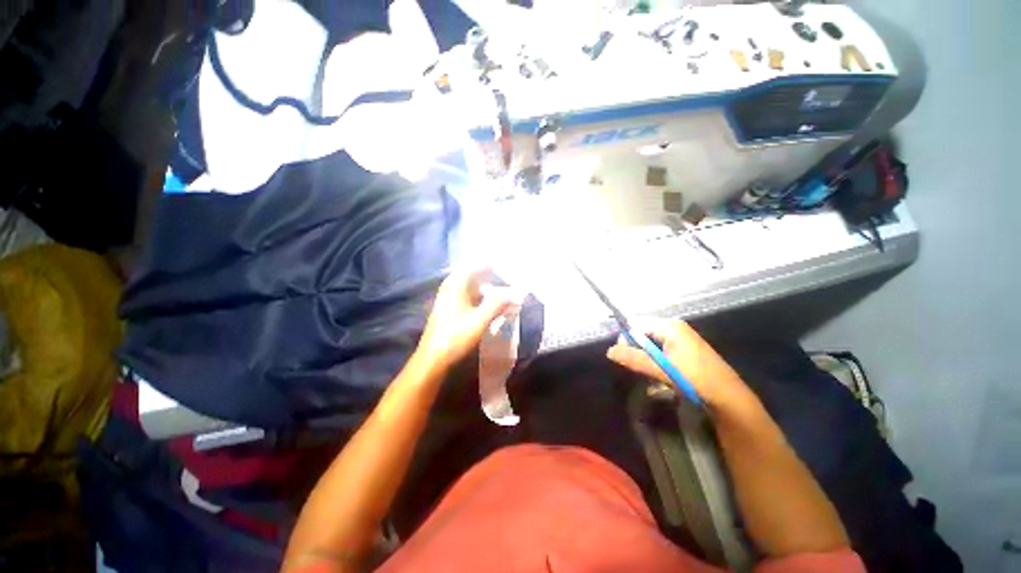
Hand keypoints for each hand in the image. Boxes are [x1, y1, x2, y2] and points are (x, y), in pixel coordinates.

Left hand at [416, 268, 517, 370]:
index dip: (489, 264)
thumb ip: (497, 304)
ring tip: (501, 294)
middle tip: (506, 281)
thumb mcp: (480, 320)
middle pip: (472, 276)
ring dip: (486, 289)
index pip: (473, 265)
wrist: (433, 358)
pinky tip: (489, 307)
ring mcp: (448, 300)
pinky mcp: (449, 310)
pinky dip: (480, 299)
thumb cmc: (456, 336)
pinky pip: (467, 297)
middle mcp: (450, 289)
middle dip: (490, 277)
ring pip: (470, 288)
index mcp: (455, 286)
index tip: (504, 265)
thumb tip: (515, 293)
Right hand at [607, 320, 753, 411]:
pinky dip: (655, 361)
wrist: (728, 397)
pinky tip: (660, 375)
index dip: (627, 339)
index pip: (636, 324)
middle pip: (643, 333)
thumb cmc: (694, 378)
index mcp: (670, 326)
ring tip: (650, 373)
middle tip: (639, 368)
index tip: (625, 357)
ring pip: (651, 343)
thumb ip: (635, 358)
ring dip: (646, 357)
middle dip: (637, 349)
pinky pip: (661, 350)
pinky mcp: (685, 350)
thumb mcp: (661, 368)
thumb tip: (609, 351)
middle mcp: (675, 328)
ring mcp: (681, 339)